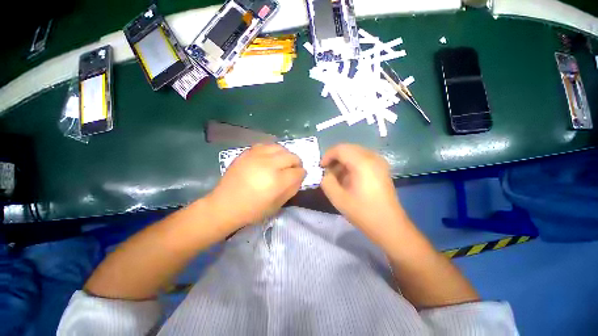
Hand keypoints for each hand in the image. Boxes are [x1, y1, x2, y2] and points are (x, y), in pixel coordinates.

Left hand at [208, 144, 305, 229]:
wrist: (225, 204)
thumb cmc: (253, 210)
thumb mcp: (277, 205)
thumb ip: (292, 189)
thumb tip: (299, 177)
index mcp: (277, 181)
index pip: (298, 171)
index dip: (302, 174)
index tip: (300, 176)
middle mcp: (269, 165)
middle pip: (292, 156)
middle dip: (297, 163)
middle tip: (293, 169)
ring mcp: (257, 156)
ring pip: (280, 148)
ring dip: (285, 155)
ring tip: (282, 162)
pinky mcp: (247, 152)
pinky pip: (266, 145)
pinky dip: (272, 151)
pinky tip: (270, 157)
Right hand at [320, 144, 407, 244]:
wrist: (389, 226)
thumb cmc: (363, 212)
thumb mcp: (338, 199)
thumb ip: (327, 182)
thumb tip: (326, 173)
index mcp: (362, 163)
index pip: (340, 149)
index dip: (327, 156)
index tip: (321, 168)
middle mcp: (373, 157)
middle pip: (348, 148)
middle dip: (335, 158)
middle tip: (328, 172)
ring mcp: (380, 162)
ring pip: (355, 152)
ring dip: (343, 161)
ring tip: (337, 176)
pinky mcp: (382, 168)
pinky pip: (363, 158)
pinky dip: (352, 164)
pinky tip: (349, 177)